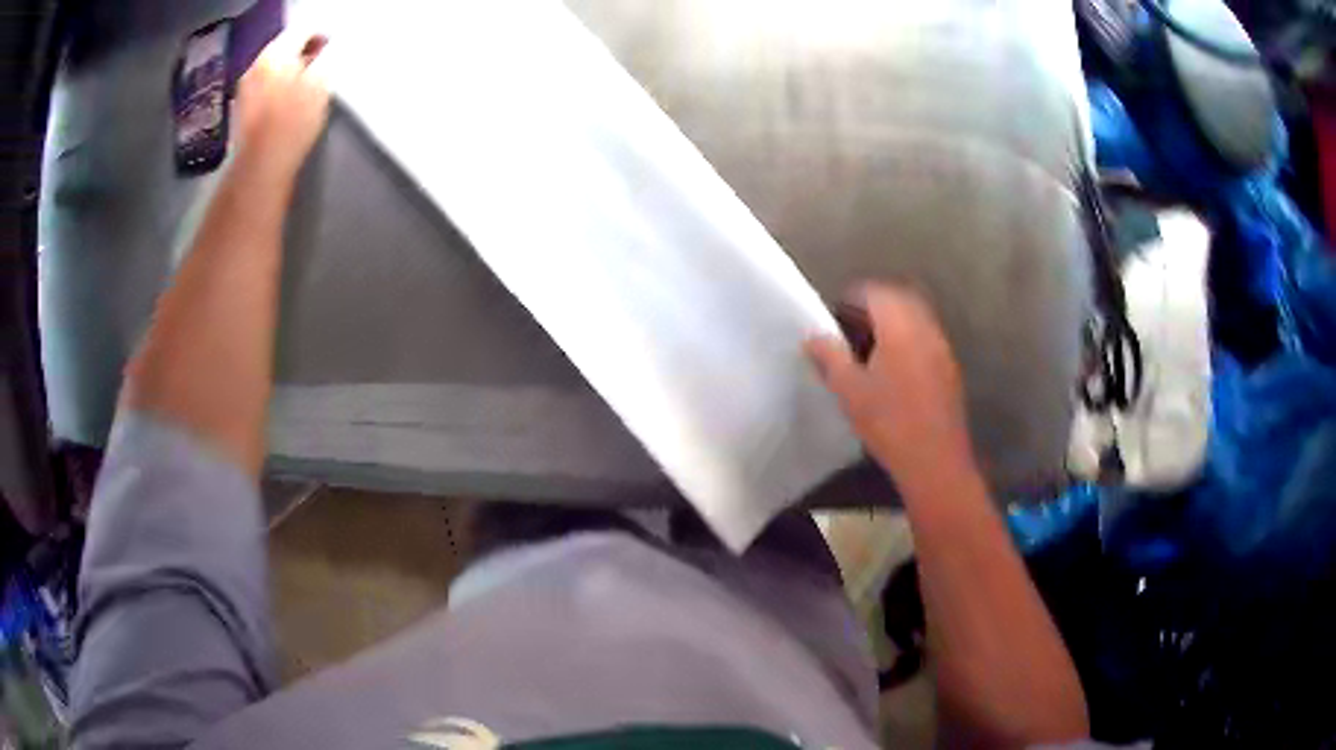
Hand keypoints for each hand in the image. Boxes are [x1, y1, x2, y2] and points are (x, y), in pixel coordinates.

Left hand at [235, 31, 330, 180]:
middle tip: (321, 64)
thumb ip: (326, 59)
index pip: (302, 30)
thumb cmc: (292, 124)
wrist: (259, 170)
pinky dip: (277, 89)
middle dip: (302, 53)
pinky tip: (286, 104)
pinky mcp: (241, 112)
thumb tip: (327, 51)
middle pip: (284, 48)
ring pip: (272, 69)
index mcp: (275, 54)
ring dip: (289, 72)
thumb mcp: (320, 85)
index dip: (320, 36)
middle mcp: (255, 67)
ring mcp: (244, 90)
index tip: (332, 47)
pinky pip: (263, 88)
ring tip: (304, 85)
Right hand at [807, 283, 975, 496]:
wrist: (934, 460)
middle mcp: (925, 329)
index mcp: (900, 327)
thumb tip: (813, 336)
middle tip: (852, 325)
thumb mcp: (849, 390)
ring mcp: (941, 348)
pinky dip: (908, 339)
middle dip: (875, 305)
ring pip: (916, 318)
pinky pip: (926, 338)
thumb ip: (829, 356)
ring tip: (870, 347)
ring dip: (893, 322)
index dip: (854, 296)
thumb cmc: (888, 423)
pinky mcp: (949, 368)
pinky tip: (894, 368)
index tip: (836, 313)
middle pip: (900, 299)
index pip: (877, 292)